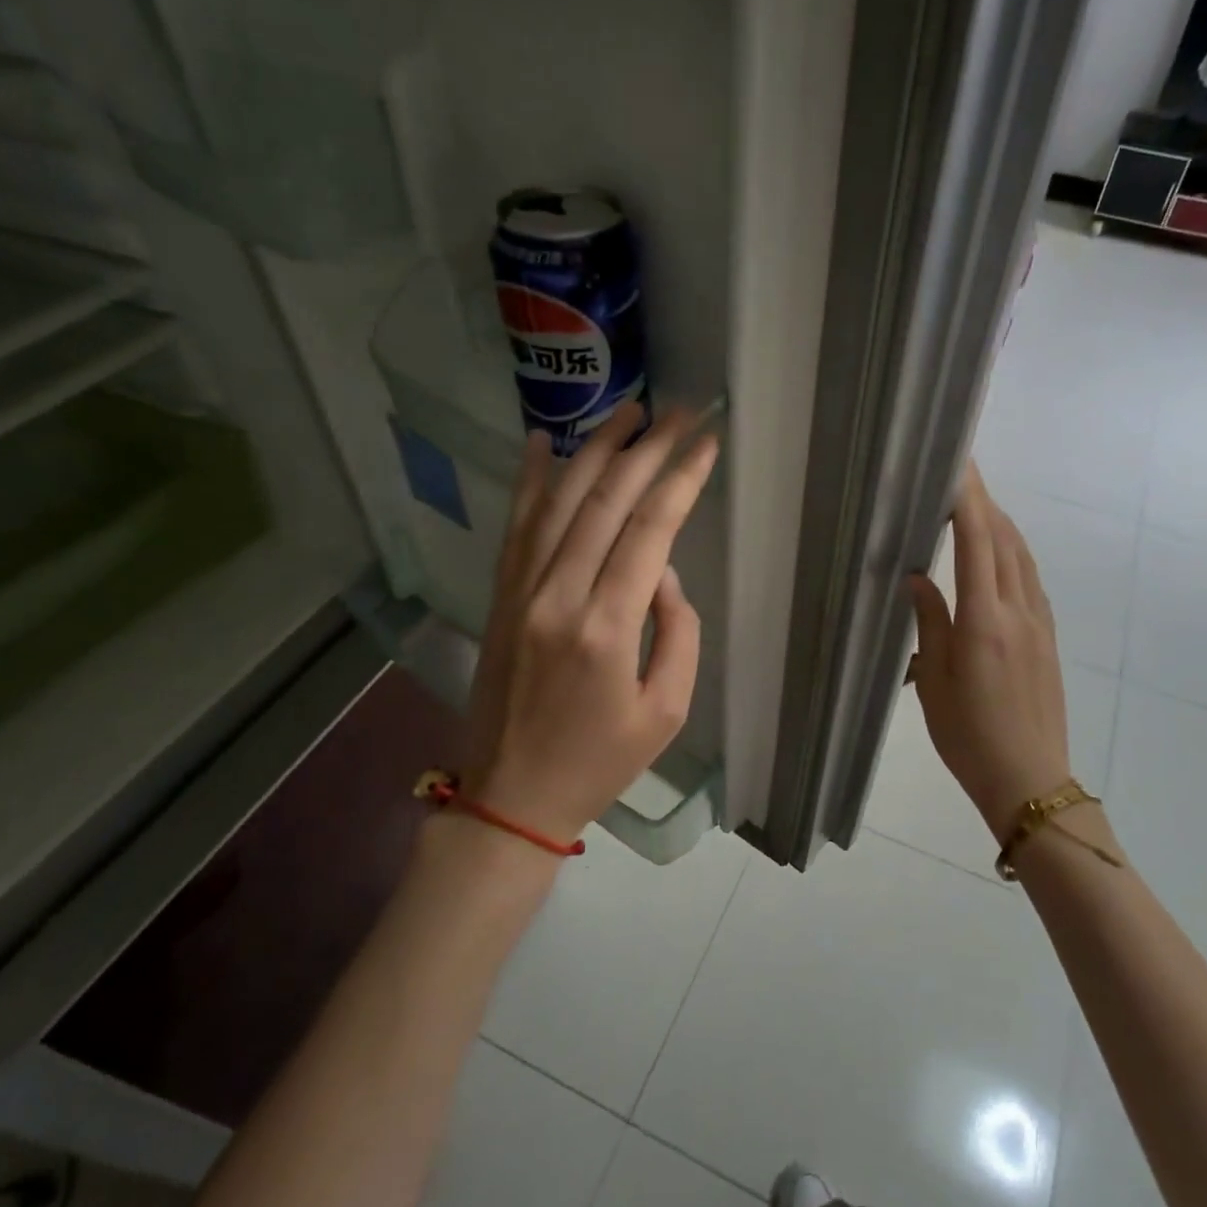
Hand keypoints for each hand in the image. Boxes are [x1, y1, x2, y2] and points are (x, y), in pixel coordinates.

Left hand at [464, 400, 719, 844]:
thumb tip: (659, 570)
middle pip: (604, 502)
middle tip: (680, 411)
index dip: (680, 480)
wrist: (510, 795)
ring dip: (594, 449)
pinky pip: (515, 526)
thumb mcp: (666, 711)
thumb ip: (677, 631)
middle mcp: (558, 597)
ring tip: (627, 410)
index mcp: (606, 629)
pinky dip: (529, 480)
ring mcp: (520, 592)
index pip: (649, 531)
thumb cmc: (600, 761)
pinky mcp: (499, 597)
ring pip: (557, 501)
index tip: (706, 442)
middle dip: (647, 448)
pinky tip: (540, 441)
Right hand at [906, 464, 1071, 843]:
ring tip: (976, 505)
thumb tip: (917, 577)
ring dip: (1001, 524)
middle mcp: (1018, 611)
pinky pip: (1030, 579)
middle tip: (961, 475)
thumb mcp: (934, 681)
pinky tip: (999, 554)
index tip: (958, 466)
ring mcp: (1040, 623)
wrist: (1029, 779)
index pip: (977, 543)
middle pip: (1005, 540)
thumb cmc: (968, 736)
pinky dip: (1012, 552)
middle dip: (984, 502)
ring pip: (1022, 557)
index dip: (968, 500)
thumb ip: (929, 623)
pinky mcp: (1048, 637)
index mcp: (984, 621)